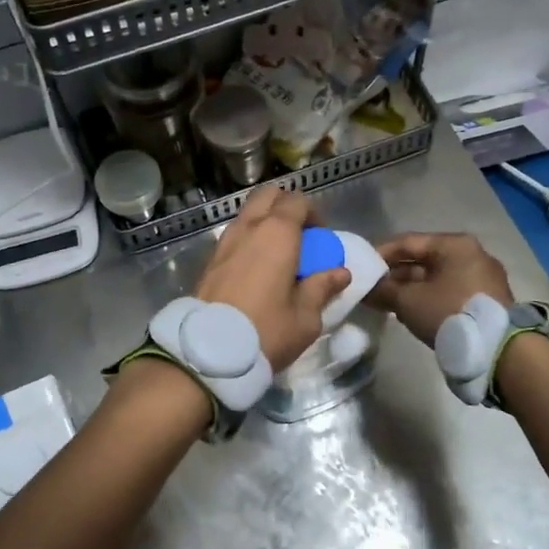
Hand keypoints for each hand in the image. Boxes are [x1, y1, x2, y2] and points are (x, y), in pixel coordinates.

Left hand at [196, 186, 349, 371]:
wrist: (208, 353)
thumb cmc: (266, 331)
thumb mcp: (305, 317)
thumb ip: (322, 288)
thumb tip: (339, 273)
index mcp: (277, 233)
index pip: (297, 201)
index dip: (313, 215)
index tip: (321, 239)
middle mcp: (248, 228)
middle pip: (268, 196)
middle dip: (285, 207)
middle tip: (299, 237)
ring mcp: (224, 242)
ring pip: (247, 214)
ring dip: (265, 223)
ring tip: (278, 255)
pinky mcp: (209, 260)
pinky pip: (234, 236)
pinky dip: (249, 241)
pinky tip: (257, 270)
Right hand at [368, 232, 513, 346]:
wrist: (498, 350)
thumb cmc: (450, 313)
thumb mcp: (409, 301)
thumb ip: (384, 290)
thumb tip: (365, 289)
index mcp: (453, 244)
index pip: (407, 241)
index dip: (379, 253)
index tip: (360, 267)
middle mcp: (471, 254)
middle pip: (422, 259)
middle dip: (394, 274)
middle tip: (370, 288)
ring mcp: (481, 277)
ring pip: (435, 277)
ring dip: (409, 288)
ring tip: (385, 302)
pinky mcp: (485, 299)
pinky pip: (448, 291)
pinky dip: (427, 297)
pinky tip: (409, 311)